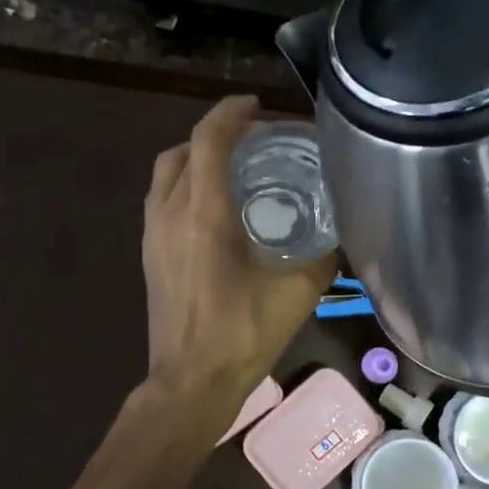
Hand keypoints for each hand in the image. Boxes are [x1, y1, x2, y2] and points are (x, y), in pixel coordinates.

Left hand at [142, 96, 334, 412]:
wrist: (190, 382)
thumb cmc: (242, 335)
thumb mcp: (297, 293)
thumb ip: (321, 256)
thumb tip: (339, 235)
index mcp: (203, 214)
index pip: (209, 140)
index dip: (232, 113)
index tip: (258, 107)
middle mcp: (170, 214)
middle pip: (183, 150)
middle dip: (216, 134)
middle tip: (253, 141)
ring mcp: (153, 235)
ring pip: (167, 174)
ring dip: (196, 158)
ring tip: (234, 167)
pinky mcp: (150, 255)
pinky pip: (162, 200)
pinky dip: (186, 185)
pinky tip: (216, 208)